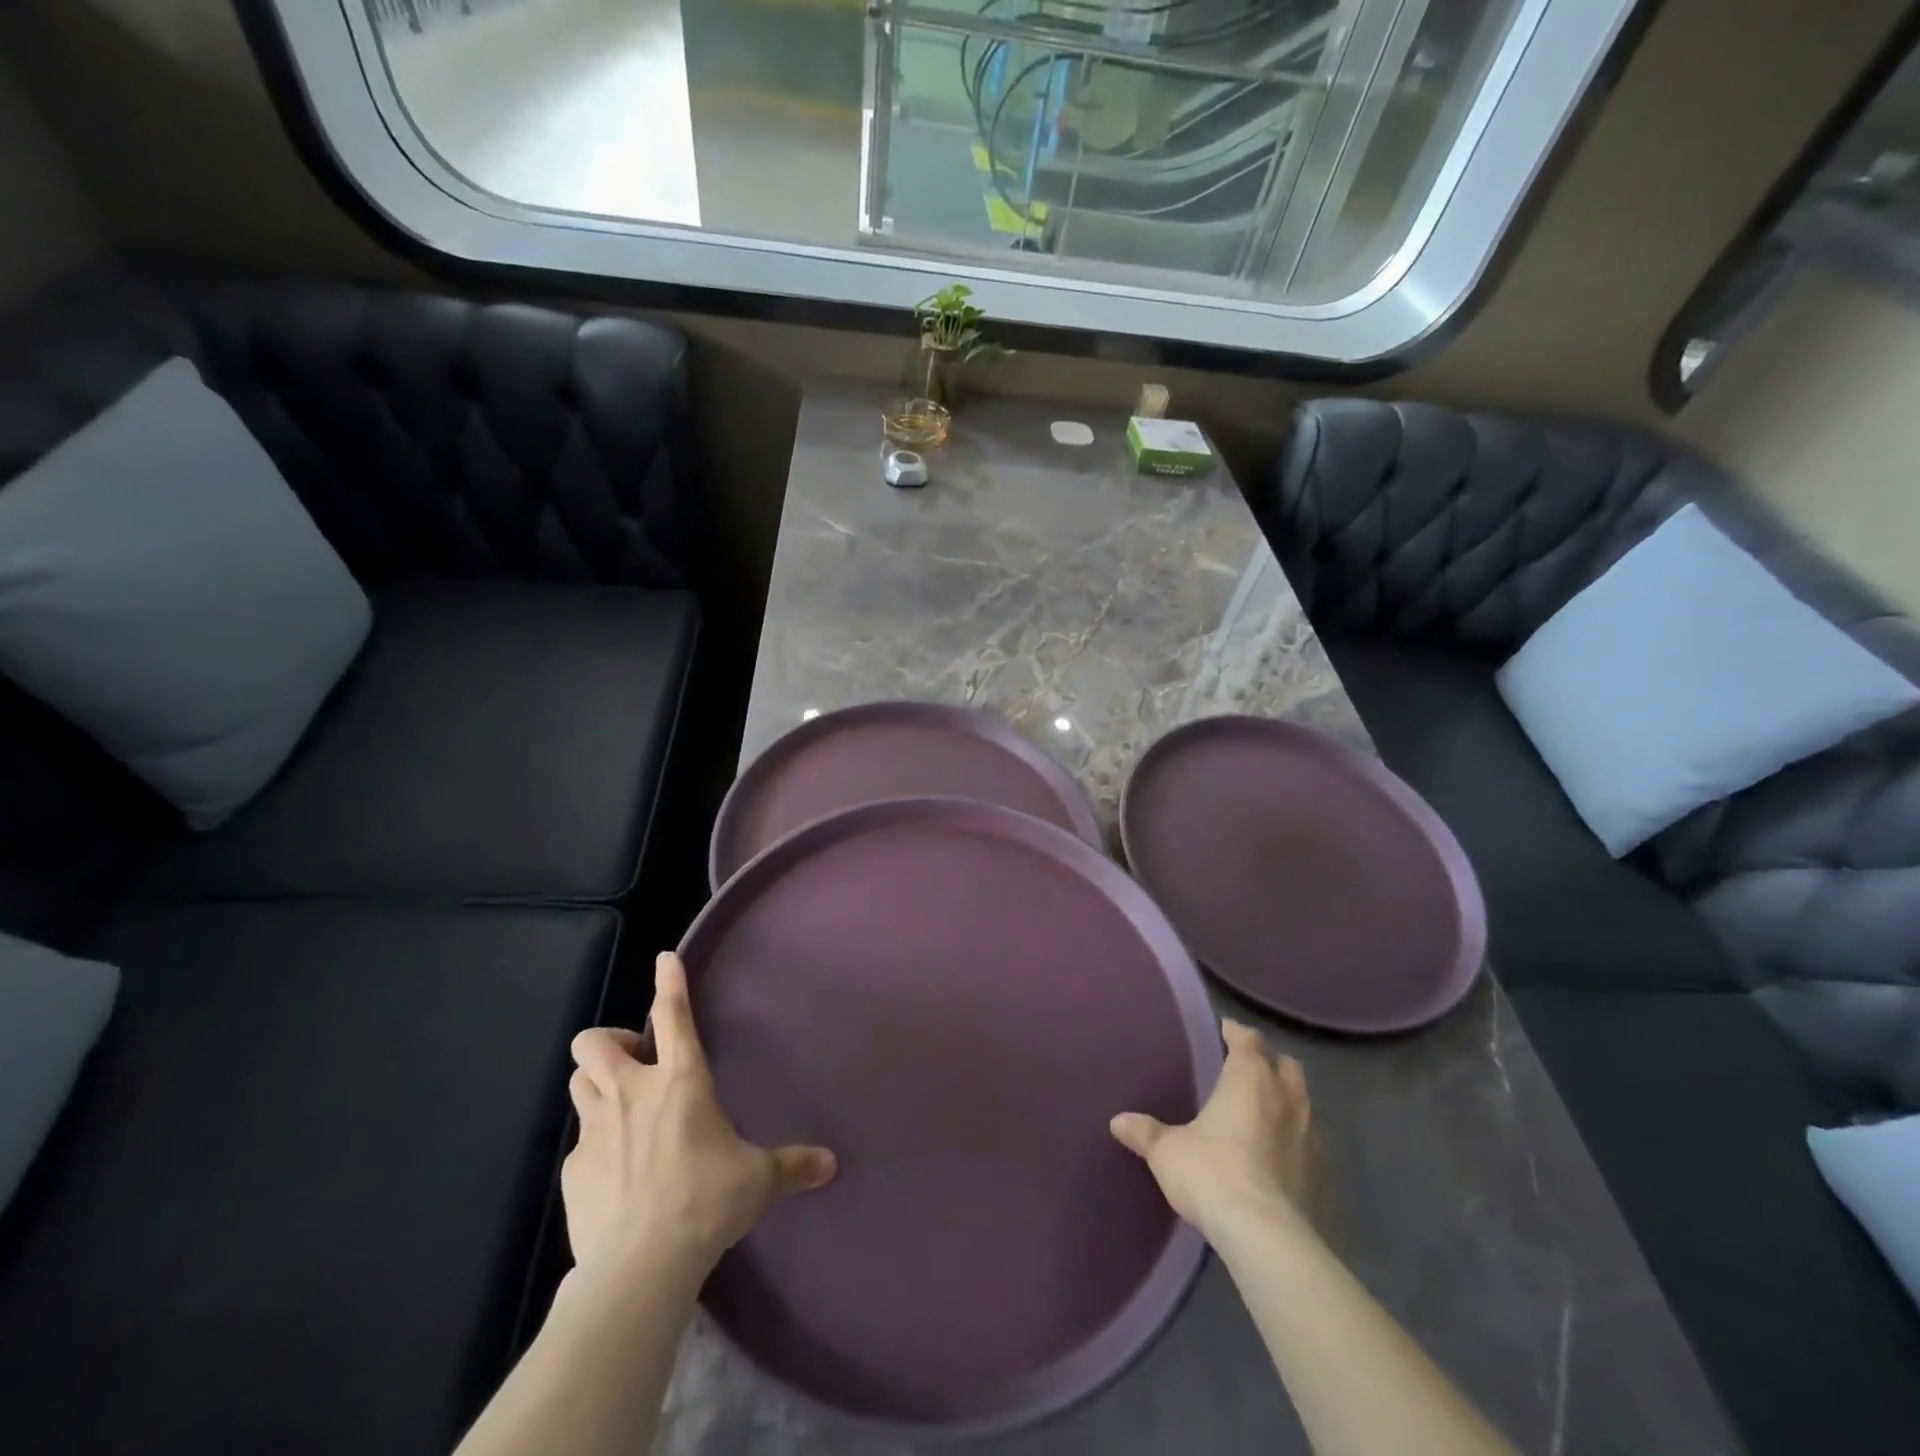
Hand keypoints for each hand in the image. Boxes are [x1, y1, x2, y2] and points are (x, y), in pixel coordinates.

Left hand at [561, 952, 836, 1284]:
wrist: (639, 1267)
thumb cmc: (706, 1203)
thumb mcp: (758, 1180)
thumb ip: (792, 1165)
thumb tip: (831, 1164)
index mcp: (681, 1081)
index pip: (672, 1014)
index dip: (668, 981)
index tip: (664, 959)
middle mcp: (632, 1094)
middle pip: (595, 1042)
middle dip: (610, 1041)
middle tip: (637, 1063)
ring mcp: (595, 1130)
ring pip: (579, 1082)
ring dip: (596, 1083)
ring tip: (621, 1106)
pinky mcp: (572, 1171)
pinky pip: (578, 1142)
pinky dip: (595, 1145)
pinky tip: (615, 1174)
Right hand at [1111, 1019, 1317, 1248]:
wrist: (1268, 1239)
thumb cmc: (1212, 1174)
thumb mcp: (1167, 1152)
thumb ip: (1146, 1133)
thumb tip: (1117, 1121)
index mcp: (1250, 1078)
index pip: (1248, 1039)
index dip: (1236, 1032)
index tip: (1225, 1030)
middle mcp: (1287, 1097)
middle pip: (1286, 1065)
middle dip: (1269, 1063)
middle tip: (1247, 1071)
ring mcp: (1313, 1137)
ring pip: (1304, 1103)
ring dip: (1287, 1102)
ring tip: (1264, 1115)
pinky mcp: (1325, 1176)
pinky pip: (1312, 1145)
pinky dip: (1297, 1143)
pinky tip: (1280, 1160)